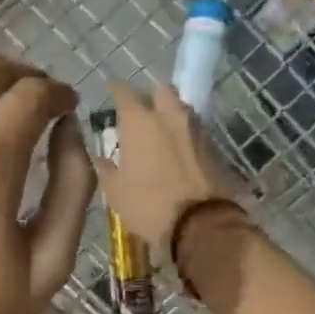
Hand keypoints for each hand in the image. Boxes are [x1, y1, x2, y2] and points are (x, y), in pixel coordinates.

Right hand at [94, 81, 241, 254]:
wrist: (201, 224)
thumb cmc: (148, 206)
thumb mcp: (116, 192)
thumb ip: (106, 170)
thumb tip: (100, 159)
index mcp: (140, 122)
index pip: (124, 91)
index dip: (116, 88)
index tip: (110, 88)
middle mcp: (169, 116)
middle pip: (161, 90)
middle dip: (151, 95)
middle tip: (141, 110)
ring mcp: (196, 129)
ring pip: (182, 108)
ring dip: (171, 113)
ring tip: (161, 131)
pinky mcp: (214, 146)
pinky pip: (196, 130)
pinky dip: (185, 134)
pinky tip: (178, 149)